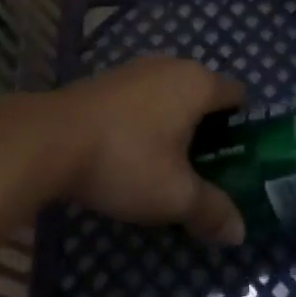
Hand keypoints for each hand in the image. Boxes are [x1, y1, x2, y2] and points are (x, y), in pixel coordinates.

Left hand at [51, 58, 247, 244]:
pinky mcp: (110, 80)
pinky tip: (134, 154)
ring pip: (172, 96)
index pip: (237, 95)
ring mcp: (138, 68)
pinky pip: (144, 98)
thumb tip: (239, 231)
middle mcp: (172, 65)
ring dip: (176, 126)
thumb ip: (211, 210)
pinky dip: (148, 121)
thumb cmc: (125, 160)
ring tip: (169, 168)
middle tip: (205, 173)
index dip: (243, 127)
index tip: (239, 161)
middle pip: (204, 95)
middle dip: (208, 130)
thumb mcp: (174, 195)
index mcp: (198, 83)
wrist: (52, 138)